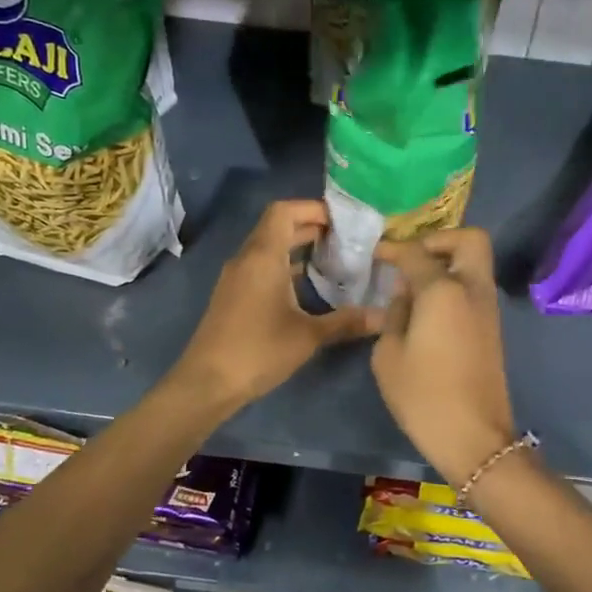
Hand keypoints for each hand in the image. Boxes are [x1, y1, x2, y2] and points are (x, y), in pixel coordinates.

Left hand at [169, 200, 381, 413]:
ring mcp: (237, 277)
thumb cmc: (258, 350)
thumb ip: (346, 322)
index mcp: (263, 256)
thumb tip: (384, 317)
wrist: (207, 383)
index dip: (313, 208)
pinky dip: (285, 264)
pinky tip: (309, 285)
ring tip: (334, 257)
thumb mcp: (308, 336)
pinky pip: (262, 265)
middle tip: (347, 239)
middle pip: (278, 225)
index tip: (344, 221)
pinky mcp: (234, 294)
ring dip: (298, 246)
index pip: (284, 211)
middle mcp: (247, 258)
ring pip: (269, 246)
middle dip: (312, 226)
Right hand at [370, 228, 517, 483]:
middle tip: (412, 260)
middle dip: (439, 240)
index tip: (375, 253)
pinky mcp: (492, 327)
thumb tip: (405, 295)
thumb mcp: (389, 355)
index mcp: (443, 290)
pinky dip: (454, 284)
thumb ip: (394, 314)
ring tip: (414, 286)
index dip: (393, 248)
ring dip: (448, 262)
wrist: (474, 437)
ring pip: (475, 263)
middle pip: (469, 239)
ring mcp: (488, 308)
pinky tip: (427, 308)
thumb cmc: (424, 396)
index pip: (416, 252)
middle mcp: (472, 289)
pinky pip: (474, 287)